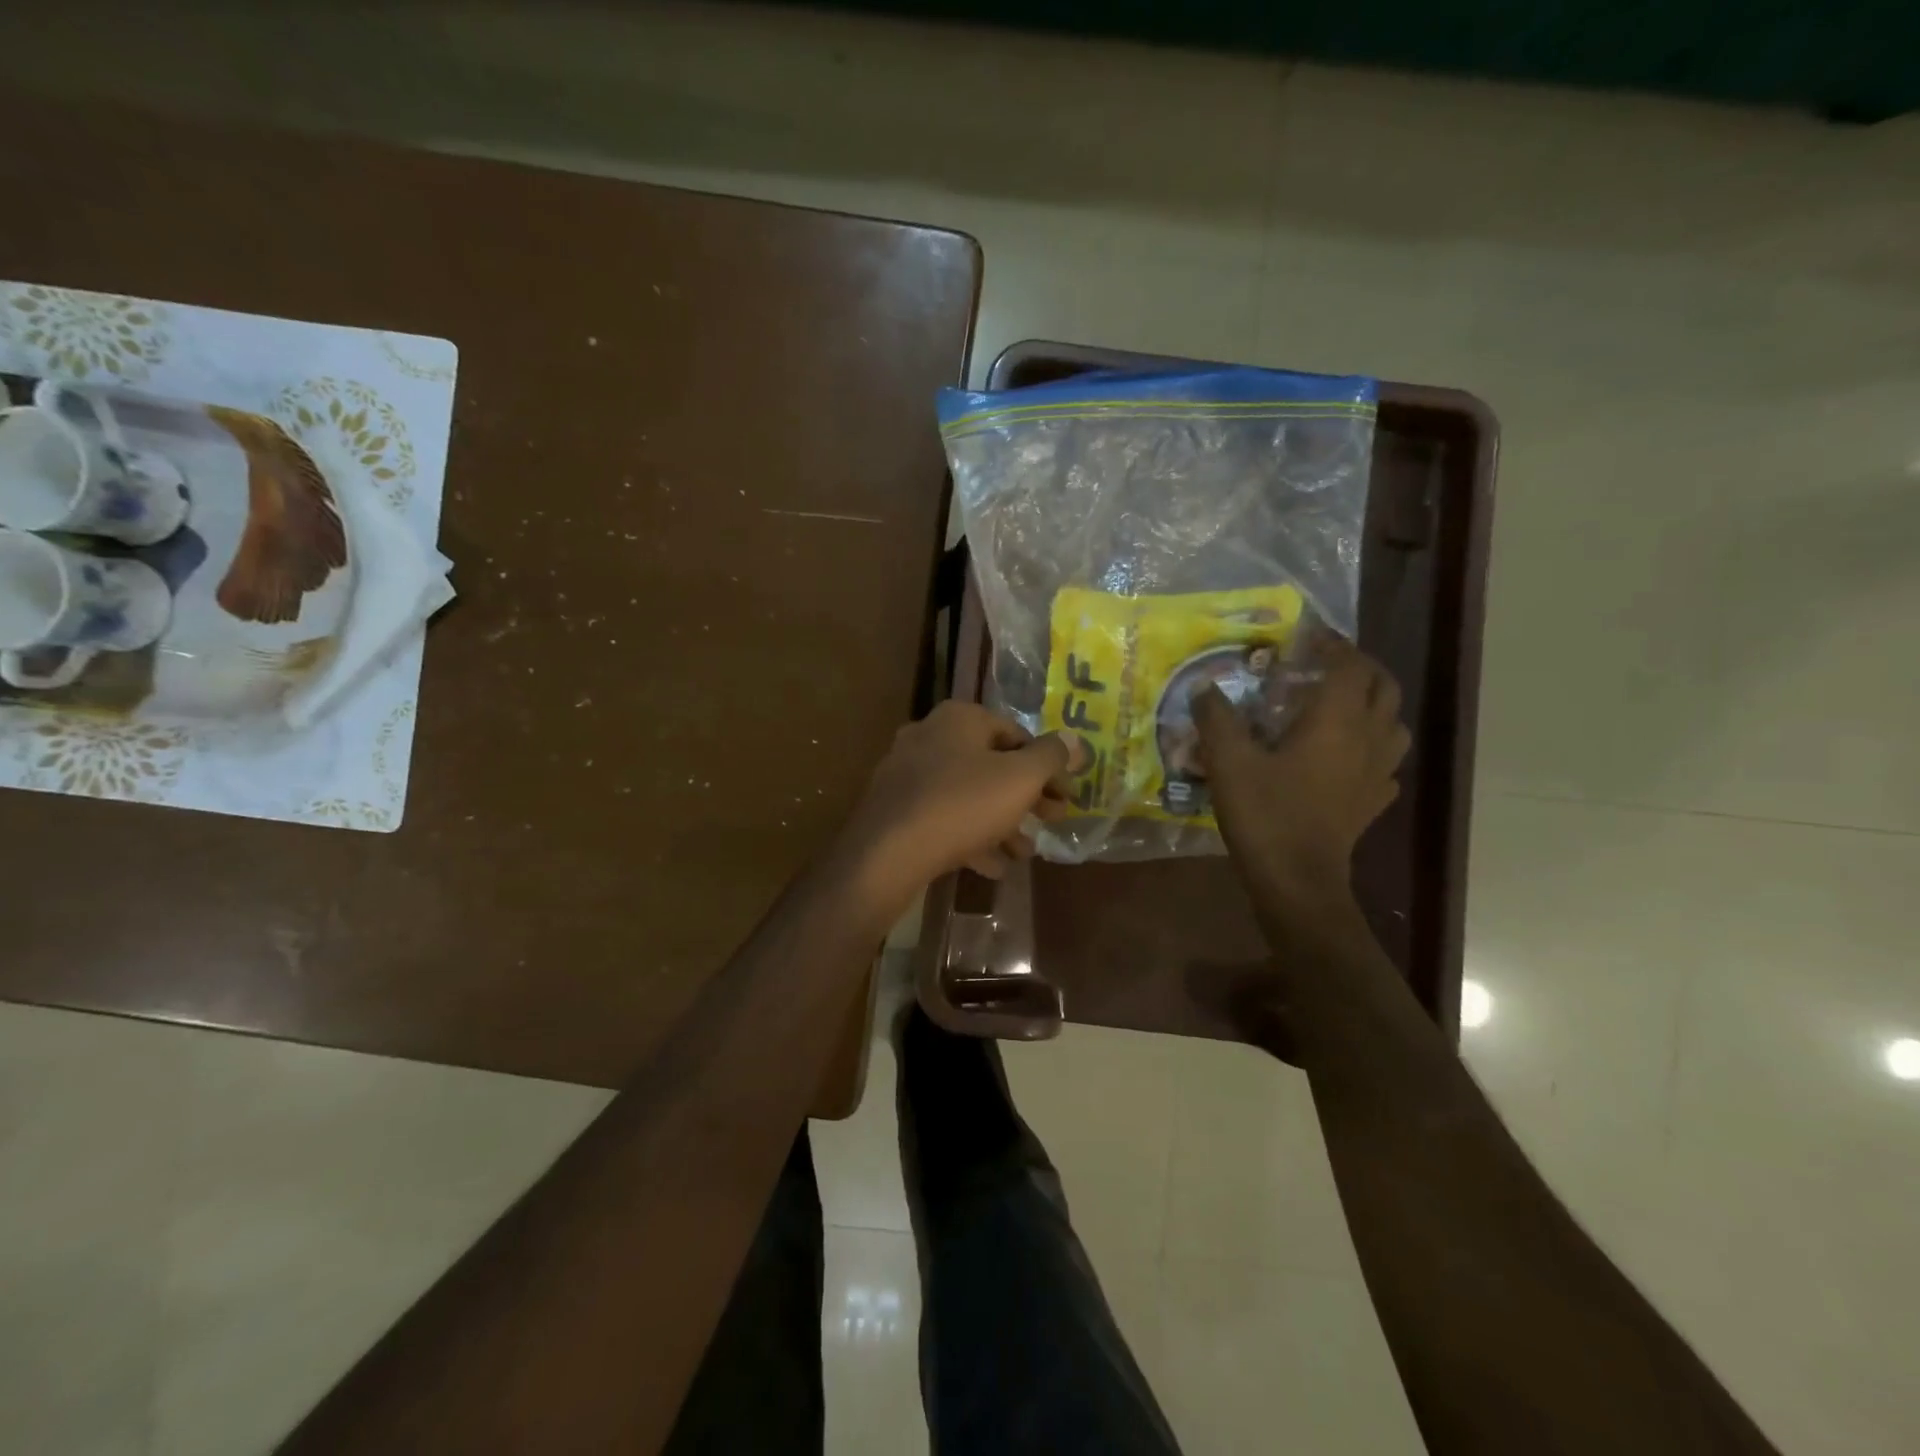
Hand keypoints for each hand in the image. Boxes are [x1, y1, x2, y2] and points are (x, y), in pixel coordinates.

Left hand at [845, 702, 1079, 900]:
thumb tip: (1075, 740)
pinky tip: (991, 866)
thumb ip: (1051, 757)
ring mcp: (907, 773)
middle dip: (1026, 797)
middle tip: (1053, 821)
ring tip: (1024, 853)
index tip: (1067, 797)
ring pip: (968, 795)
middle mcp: (929, 736)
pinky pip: (943, 818)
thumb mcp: (1019, 779)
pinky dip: (970, 837)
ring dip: (1001, 822)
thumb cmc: (962, 805)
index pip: (1017, 735)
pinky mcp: (895, 809)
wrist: (887, 853)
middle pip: (992, 765)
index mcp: (959, 719)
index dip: (1049, 767)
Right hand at [1193, 636, 1409, 906]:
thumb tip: (1205, 688)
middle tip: (1324, 667)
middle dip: (1359, 668)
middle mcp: (1367, 739)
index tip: (1306, 638)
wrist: (1298, 882)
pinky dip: (1371, 747)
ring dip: (1372, 705)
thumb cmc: (1266, 815)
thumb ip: (1216, 719)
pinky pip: (1384, 762)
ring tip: (1339, 707)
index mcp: (1337, 721)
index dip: (1332, 645)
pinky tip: (1345, 758)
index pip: (1350, 665)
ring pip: (1393, 724)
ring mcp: (1377, 773)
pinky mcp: (1373, 802)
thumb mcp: (1229, 762)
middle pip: (1384, 687)